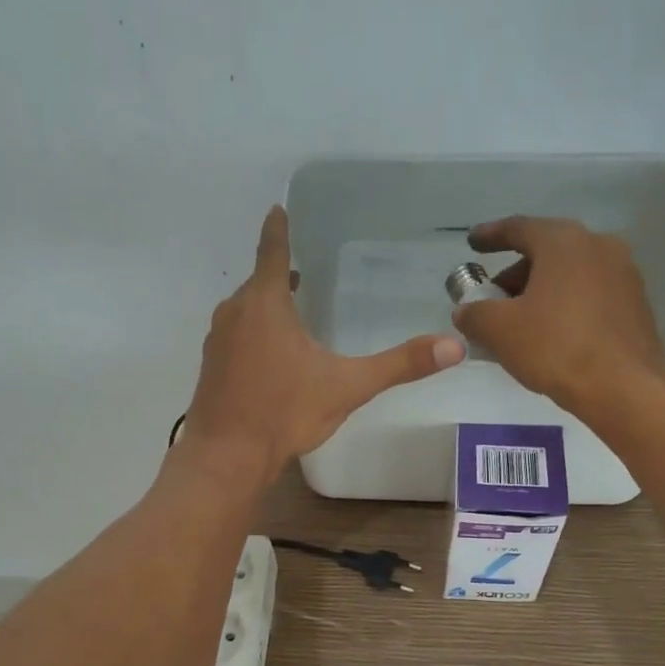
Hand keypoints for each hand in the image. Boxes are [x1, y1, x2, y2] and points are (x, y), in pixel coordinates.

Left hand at [181, 206, 464, 484]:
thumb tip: (454, 346)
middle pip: (258, 283)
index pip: (272, 252)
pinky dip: (252, 334)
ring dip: (265, 306)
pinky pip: (235, 337)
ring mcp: (218, 342)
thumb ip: (399, 365)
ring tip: (289, 310)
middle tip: (300, 271)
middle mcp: (235, 314)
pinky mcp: (211, 369)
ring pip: (244, 311)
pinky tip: (268, 357)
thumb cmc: (284, 413)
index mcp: (266, 305)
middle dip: (278, 275)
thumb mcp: (347, 387)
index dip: (278, 229)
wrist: (227, 456)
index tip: (277, 209)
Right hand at [451, 216, 664, 414]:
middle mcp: (598, 245)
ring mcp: (623, 273)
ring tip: (519, 324)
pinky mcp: (635, 303)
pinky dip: (564, 306)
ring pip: (569, 275)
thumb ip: (475, 314)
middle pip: (546, 252)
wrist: (625, 387)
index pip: (518, 228)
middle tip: (492, 301)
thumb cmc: (557, 348)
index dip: (490, 236)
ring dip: (540, 292)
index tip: (472, 243)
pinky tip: (551, 335)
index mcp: (563, 242)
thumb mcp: (500, 331)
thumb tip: (465, 310)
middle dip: (515, 275)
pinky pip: (589, 295)